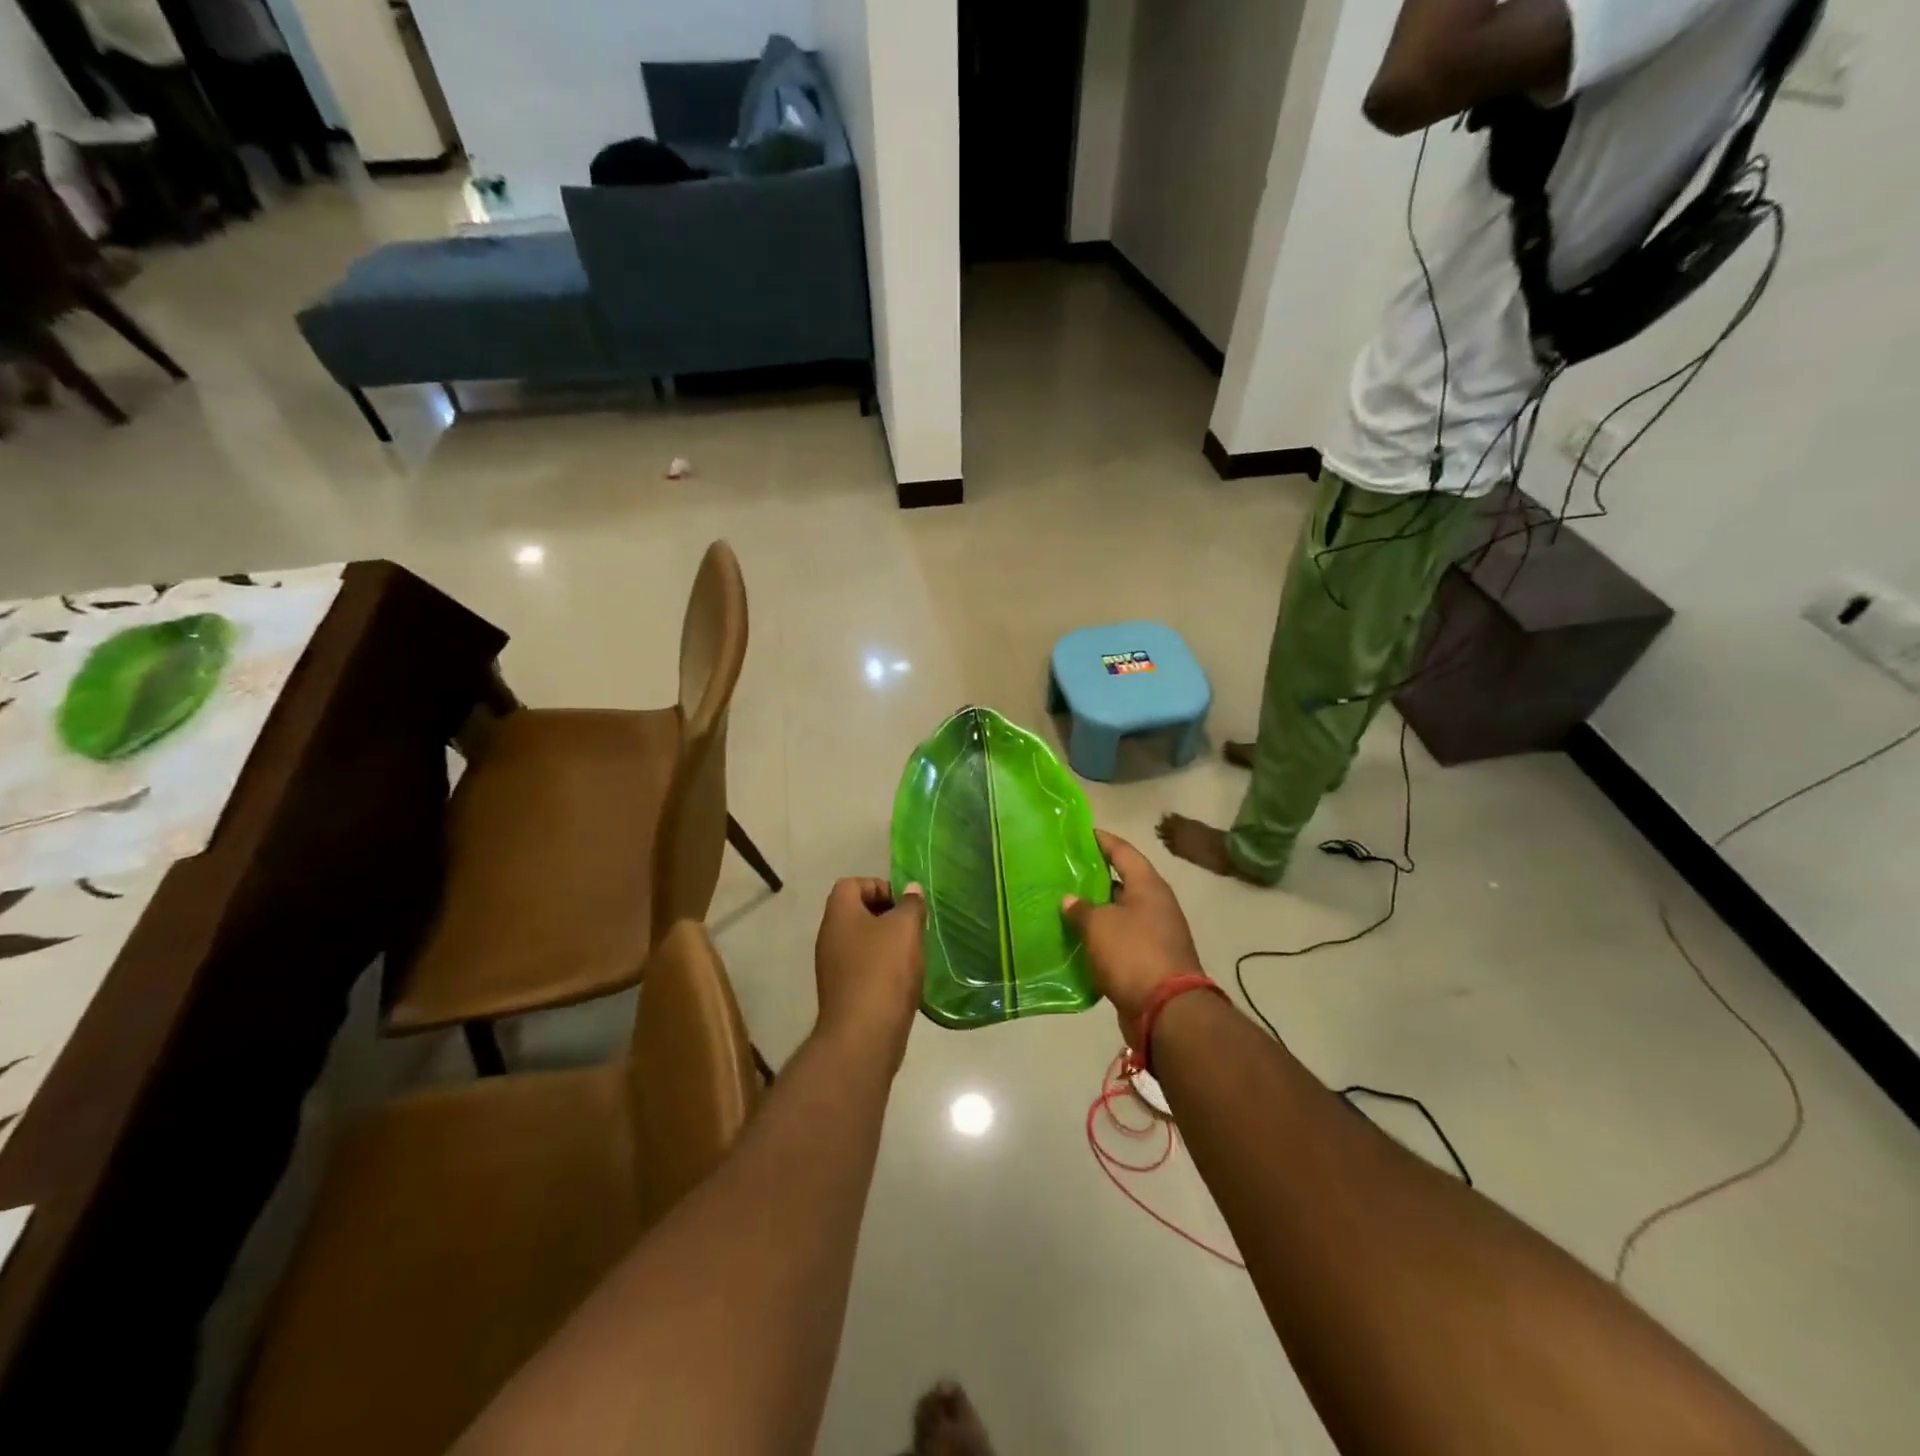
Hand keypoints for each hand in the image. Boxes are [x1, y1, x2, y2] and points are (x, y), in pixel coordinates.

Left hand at [813, 878, 926, 1070]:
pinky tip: (903, 980)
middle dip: (887, 915)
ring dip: (887, 943)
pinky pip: (863, 968)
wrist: (863, 1035)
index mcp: (839, 914)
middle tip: (913, 927)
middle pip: (856, 912)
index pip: (852, 884)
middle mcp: (829, 937)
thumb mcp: (905, 928)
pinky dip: (882, 968)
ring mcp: (832, 967)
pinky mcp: (842, 993)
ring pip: (861, 941)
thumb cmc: (884, 970)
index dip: (879, 886)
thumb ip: (910, 904)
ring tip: (912, 953)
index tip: (904, 903)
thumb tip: (911, 889)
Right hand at [1063, 830, 1202, 1040]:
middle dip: (1095, 877)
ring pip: (1120, 913)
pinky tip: (1077, 940)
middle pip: (1122, 882)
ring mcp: (1156, 934)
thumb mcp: (1099, 925)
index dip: (1102, 840)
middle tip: (1064, 871)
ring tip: (1065, 905)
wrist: (1166, 1010)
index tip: (1080, 833)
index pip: (1123, 851)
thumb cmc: (1133, 953)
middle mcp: (1156, 905)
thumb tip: (1069, 900)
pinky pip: (1121, 940)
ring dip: (1096, 910)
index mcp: (1148, 886)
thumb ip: (1081, 909)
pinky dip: (1101, 938)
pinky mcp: (1150, 961)